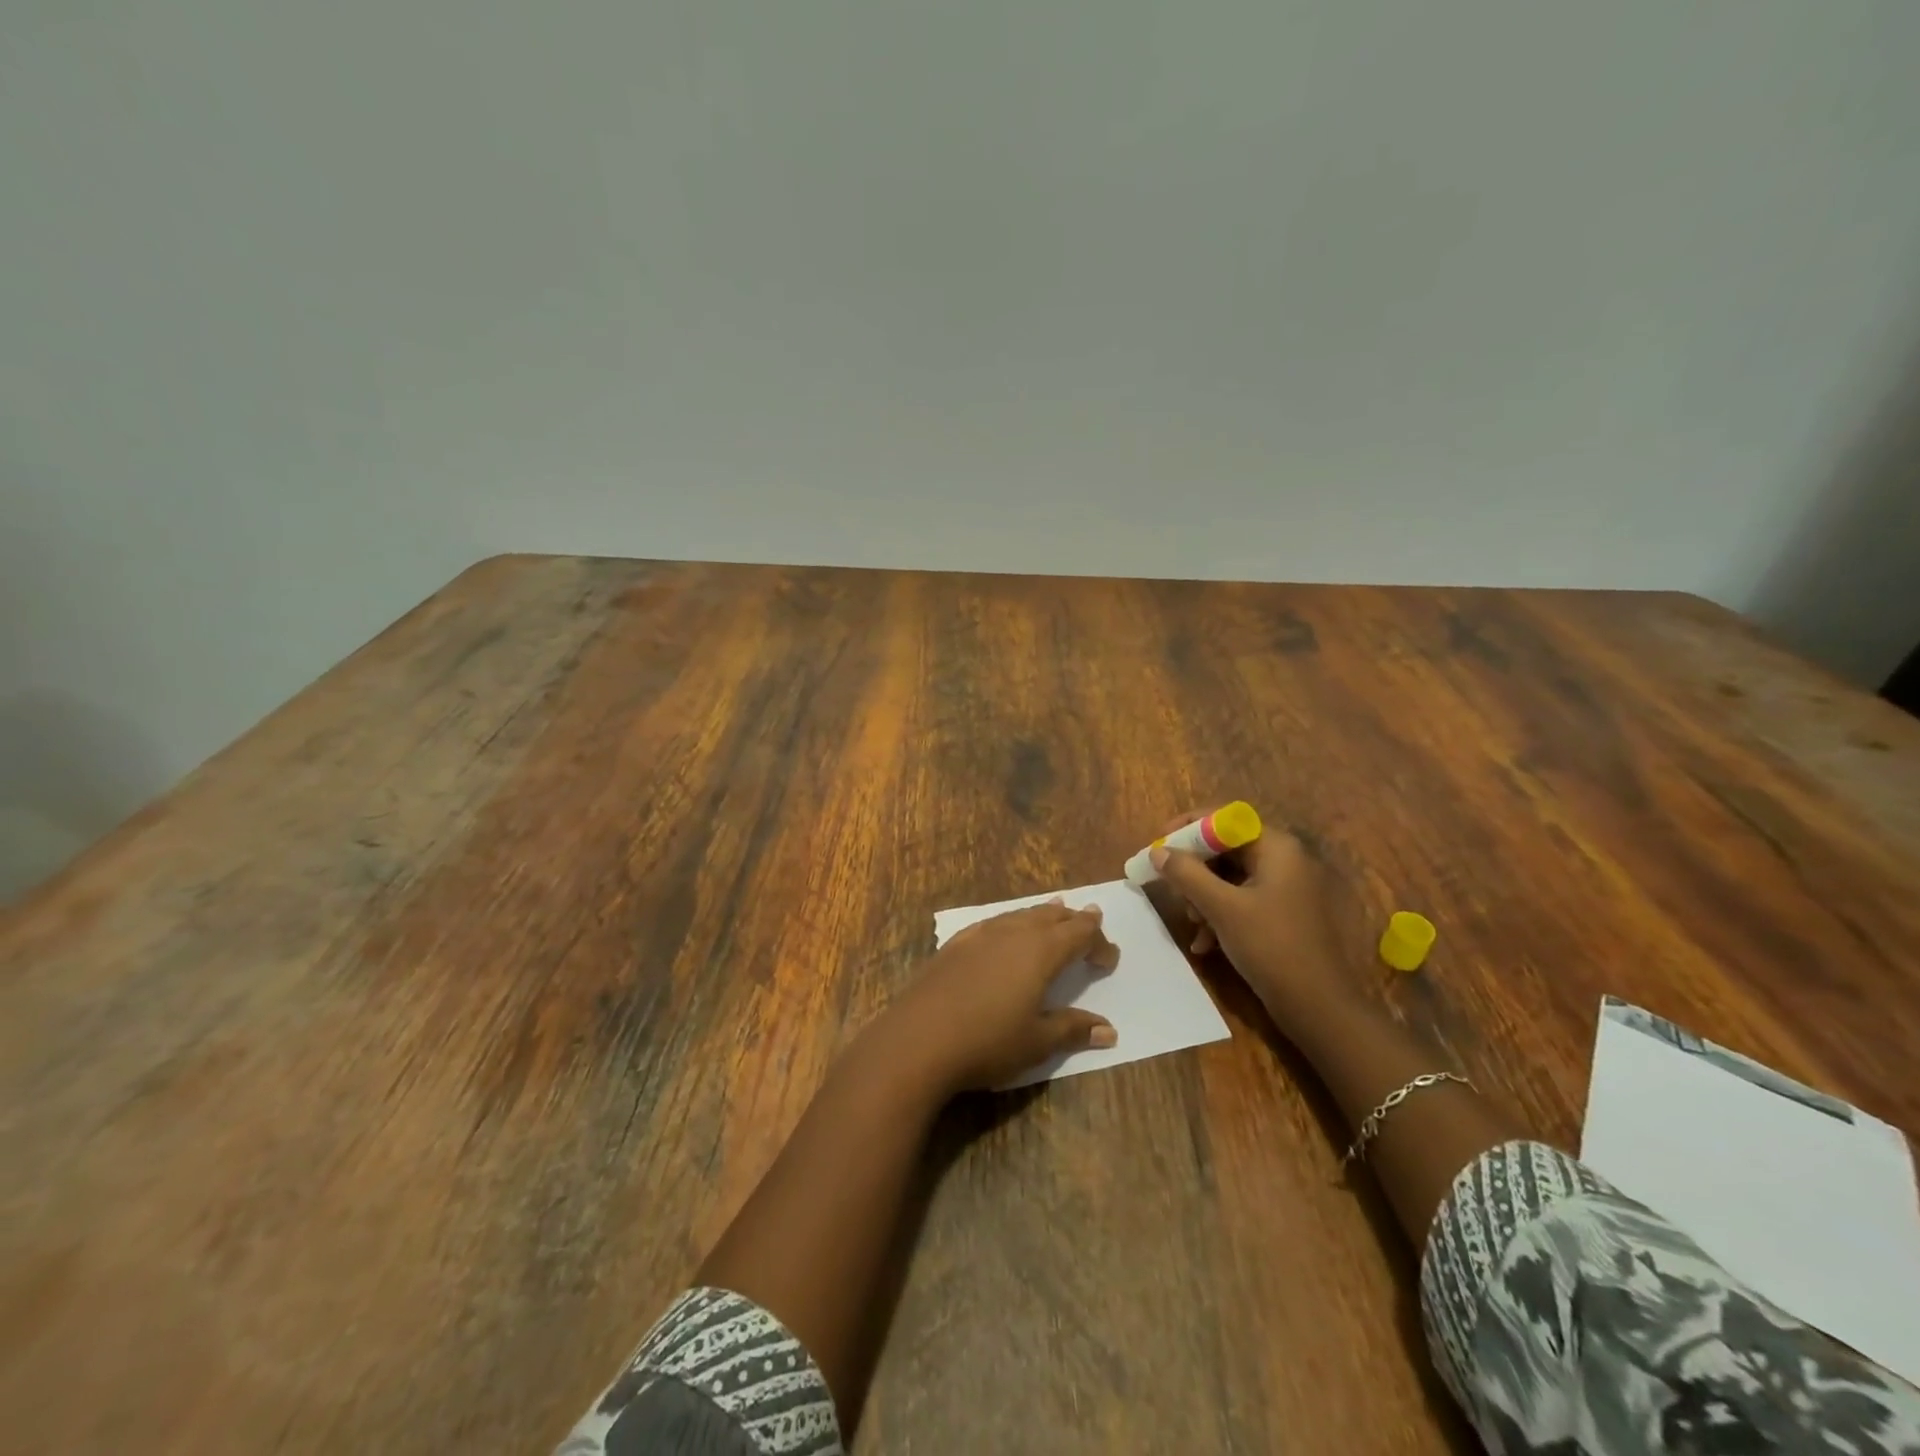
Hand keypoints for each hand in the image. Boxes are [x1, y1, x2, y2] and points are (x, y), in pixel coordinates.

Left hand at [880, 901, 1119, 1093]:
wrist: (918, 1039)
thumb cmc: (987, 1042)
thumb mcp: (1037, 1042)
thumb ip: (1073, 1030)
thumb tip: (1109, 1031)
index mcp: (1041, 952)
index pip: (1080, 934)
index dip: (1099, 942)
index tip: (1110, 960)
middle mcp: (1013, 933)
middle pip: (1051, 916)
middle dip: (1074, 919)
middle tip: (1090, 919)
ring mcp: (980, 935)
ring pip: (1021, 914)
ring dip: (1043, 914)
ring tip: (1055, 908)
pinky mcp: (955, 944)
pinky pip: (993, 922)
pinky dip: (1011, 921)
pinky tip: (1004, 929)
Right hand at [1150, 814, 1352, 1025]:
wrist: (1317, 1006)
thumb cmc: (1270, 946)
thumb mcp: (1221, 907)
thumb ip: (1186, 874)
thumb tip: (1158, 852)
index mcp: (1276, 847)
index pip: (1224, 819)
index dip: (1187, 828)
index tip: (1158, 846)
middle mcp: (1284, 860)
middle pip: (1225, 849)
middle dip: (1194, 871)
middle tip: (1171, 890)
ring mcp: (1285, 889)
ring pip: (1229, 878)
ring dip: (1203, 897)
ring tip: (1192, 923)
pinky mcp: (1282, 915)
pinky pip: (1241, 901)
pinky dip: (1219, 915)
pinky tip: (1204, 944)